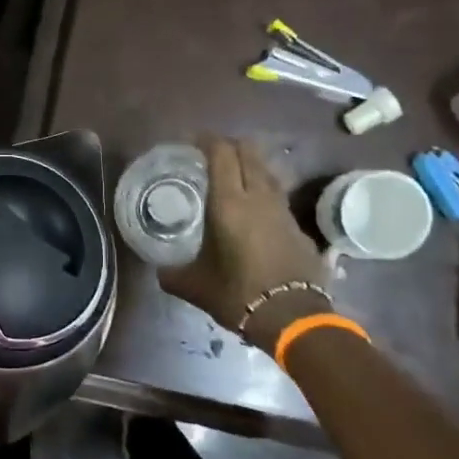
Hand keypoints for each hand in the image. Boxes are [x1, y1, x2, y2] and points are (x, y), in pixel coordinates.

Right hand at [159, 135, 327, 336]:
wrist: (293, 317)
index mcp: (229, 203)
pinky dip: (263, 191)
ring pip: (267, 171)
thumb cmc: (236, 294)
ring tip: (233, 176)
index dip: (207, 140)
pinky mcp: (299, 226)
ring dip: (250, 165)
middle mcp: (258, 197)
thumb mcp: (193, 285)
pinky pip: (278, 195)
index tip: (192, 141)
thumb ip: (172, 273)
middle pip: (249, 152)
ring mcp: (283, 209)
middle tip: (211, 154)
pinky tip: (254, 209)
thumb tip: (160, 269)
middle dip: (230, 145)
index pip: (221, 154)